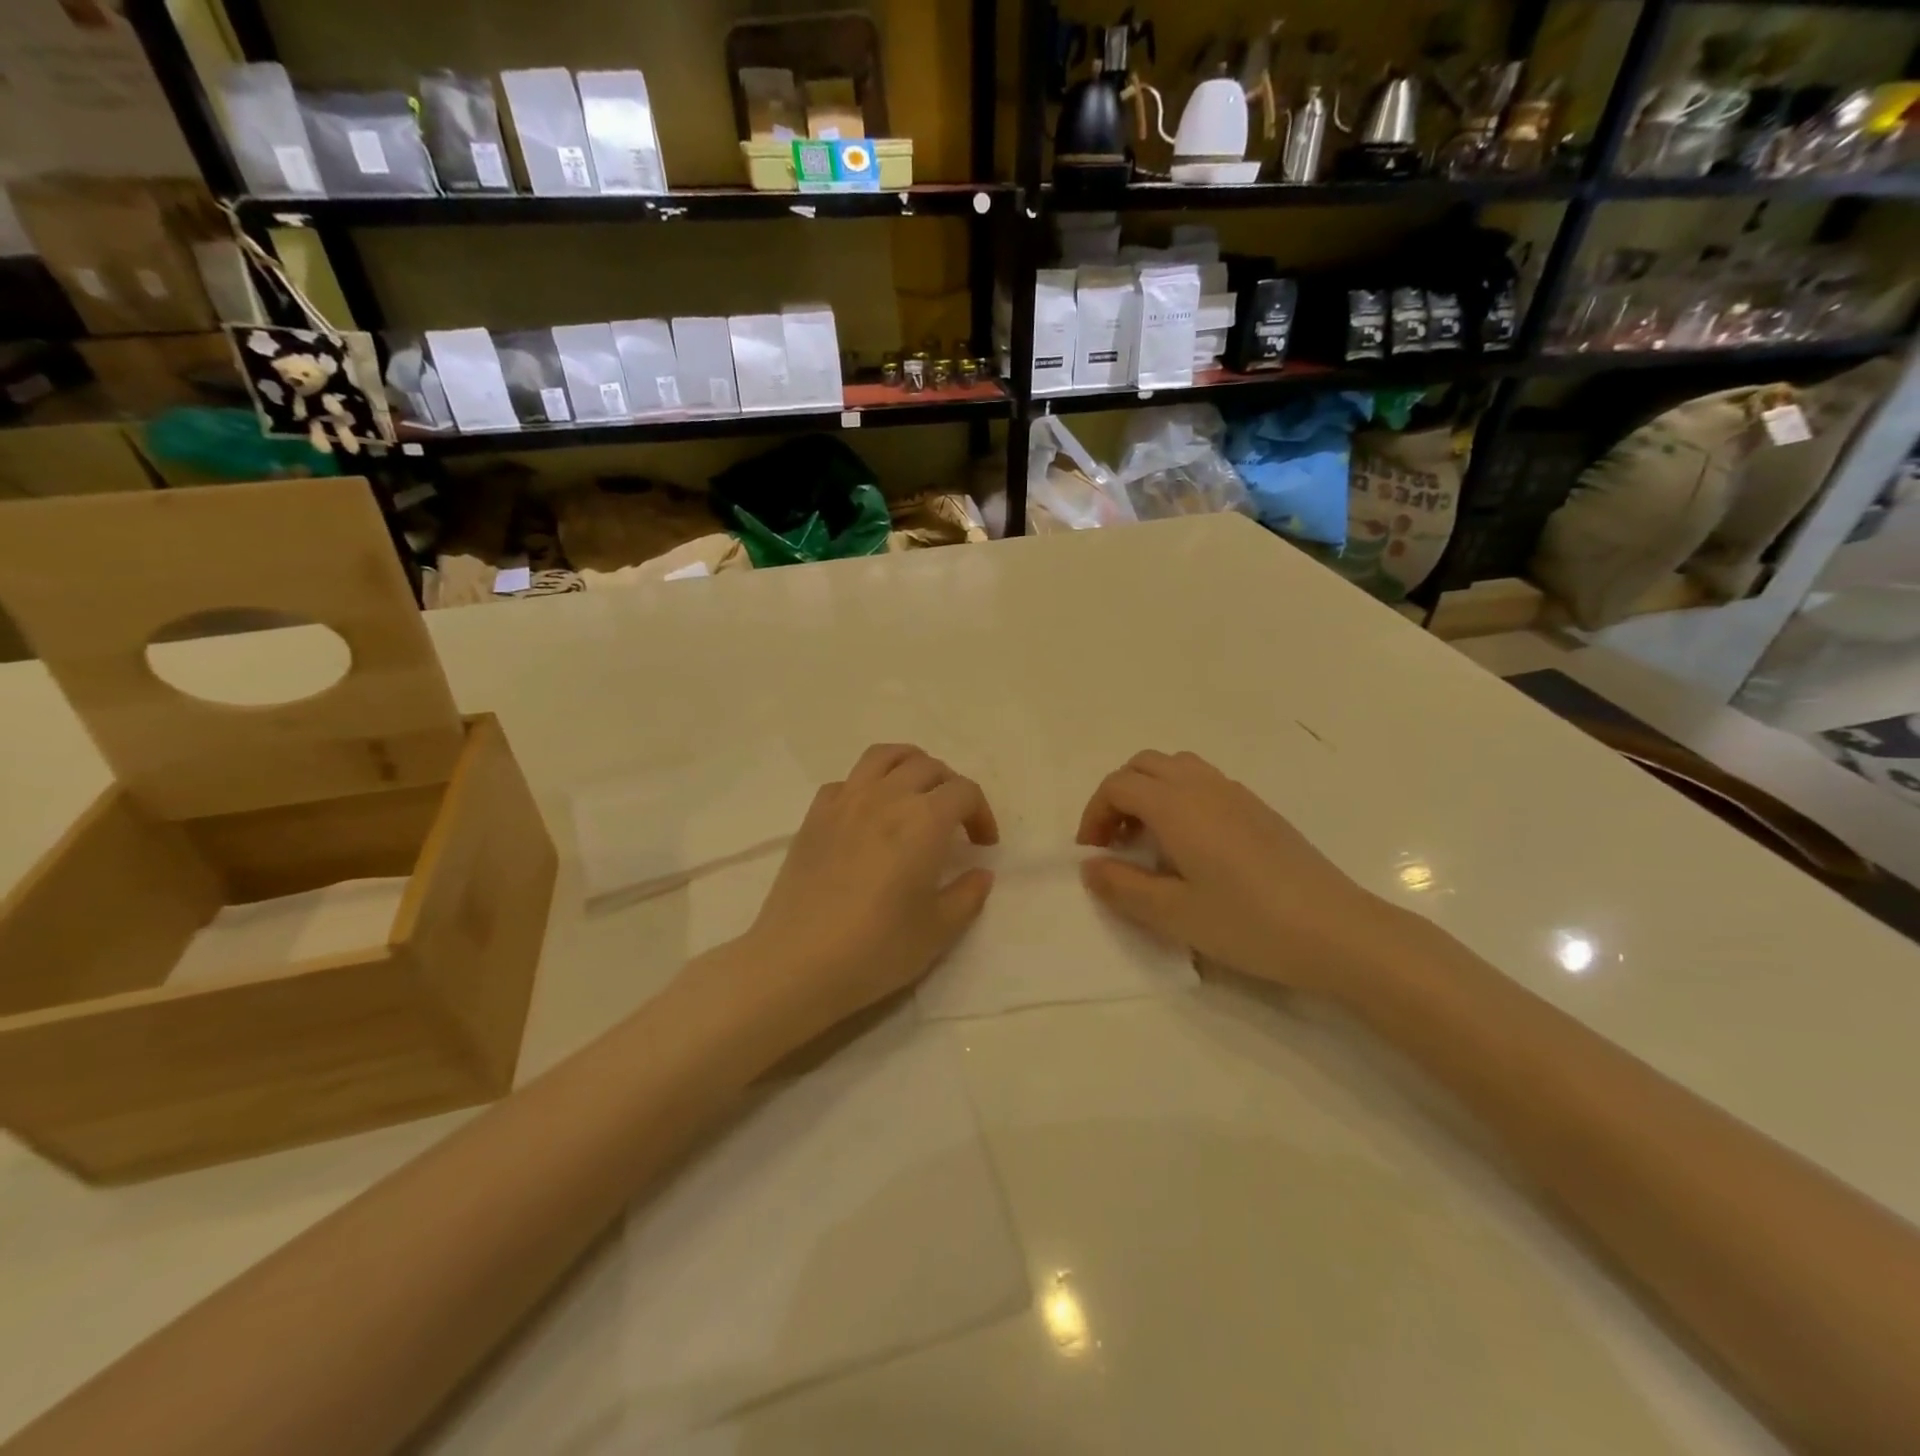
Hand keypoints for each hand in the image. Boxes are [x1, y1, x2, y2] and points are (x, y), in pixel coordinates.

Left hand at [736, 744, 998, 1039]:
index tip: (983, 845)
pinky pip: (847, 781)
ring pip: (884, 757)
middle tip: (955, 822)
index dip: (981, 813)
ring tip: (916, 794)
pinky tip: (869, 815)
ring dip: (910, 766)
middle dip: (951, 788)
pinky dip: (867, 785)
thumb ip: (968, 895)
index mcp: (924, 820)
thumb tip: (980, 873)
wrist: (797, 962)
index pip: (964, 792)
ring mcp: (845, 801)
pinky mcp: (814, 816)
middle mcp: (886, 797)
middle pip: (928, 767)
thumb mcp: (938, 930)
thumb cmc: (877, 948)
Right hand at [1078, 750, 1406, 996]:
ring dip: (1151, 793)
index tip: (1094, 853)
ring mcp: (1236, 794)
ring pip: (1177, 768)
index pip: (1118, 786)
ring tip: (1151, 841)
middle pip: (1144, 765)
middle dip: (1119, 796)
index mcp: (1176, 806)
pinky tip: (1193, 848)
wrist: (1337, 931)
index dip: (1095, 814)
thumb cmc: (1248, 923)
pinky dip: (1181, 799)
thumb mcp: (1173, 914)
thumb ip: (1122, 887)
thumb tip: (1090, 866)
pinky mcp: (1260, 810)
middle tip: (1117, 842)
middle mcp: (1203, 787)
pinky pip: (1205, 784)